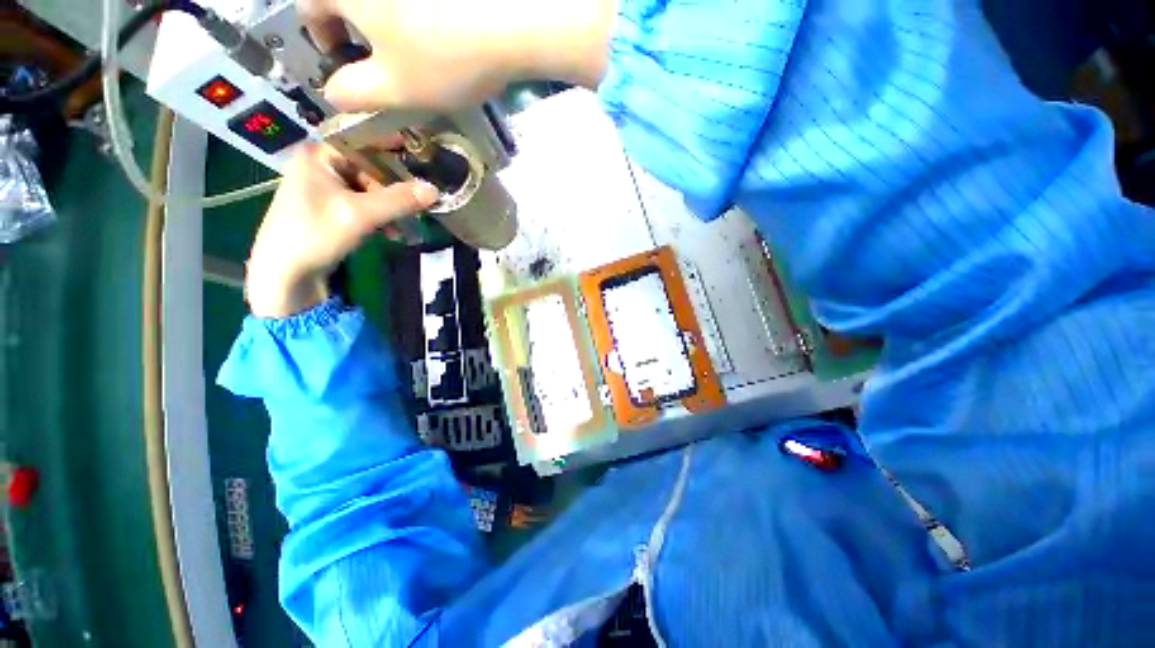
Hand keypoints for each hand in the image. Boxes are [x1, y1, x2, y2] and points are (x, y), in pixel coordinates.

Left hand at [245, 144, 438, 317]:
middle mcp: (322, 164)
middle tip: (420, 203)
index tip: (424, 158)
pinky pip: (365, 204)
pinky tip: (392, 233)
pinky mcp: (332, 207)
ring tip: (407, 225)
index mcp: (320, 154)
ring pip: (371, 188)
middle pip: (371, 166)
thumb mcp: (361, 215)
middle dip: (397, 188)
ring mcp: (326, 187)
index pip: (364, 139)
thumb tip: (435, 190)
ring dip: (392, 206)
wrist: (285, 273)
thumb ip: (399, 200)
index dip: (395, 147)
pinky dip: (381, 217)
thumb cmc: (315, 235)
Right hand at [297, 0, 614, 112]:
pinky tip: (441, 32)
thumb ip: (354, 93)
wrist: (511, 22)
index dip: (323, 38)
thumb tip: (335, 93)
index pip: (309, 7)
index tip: (346, 63)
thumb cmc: (443, 58)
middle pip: (347, 0)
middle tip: (382, 61)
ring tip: (416, 51)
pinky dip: (416, 14)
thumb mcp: (394, 88)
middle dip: (356, 29)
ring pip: (382, 2)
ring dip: (388, 22)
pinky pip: (414, 1)